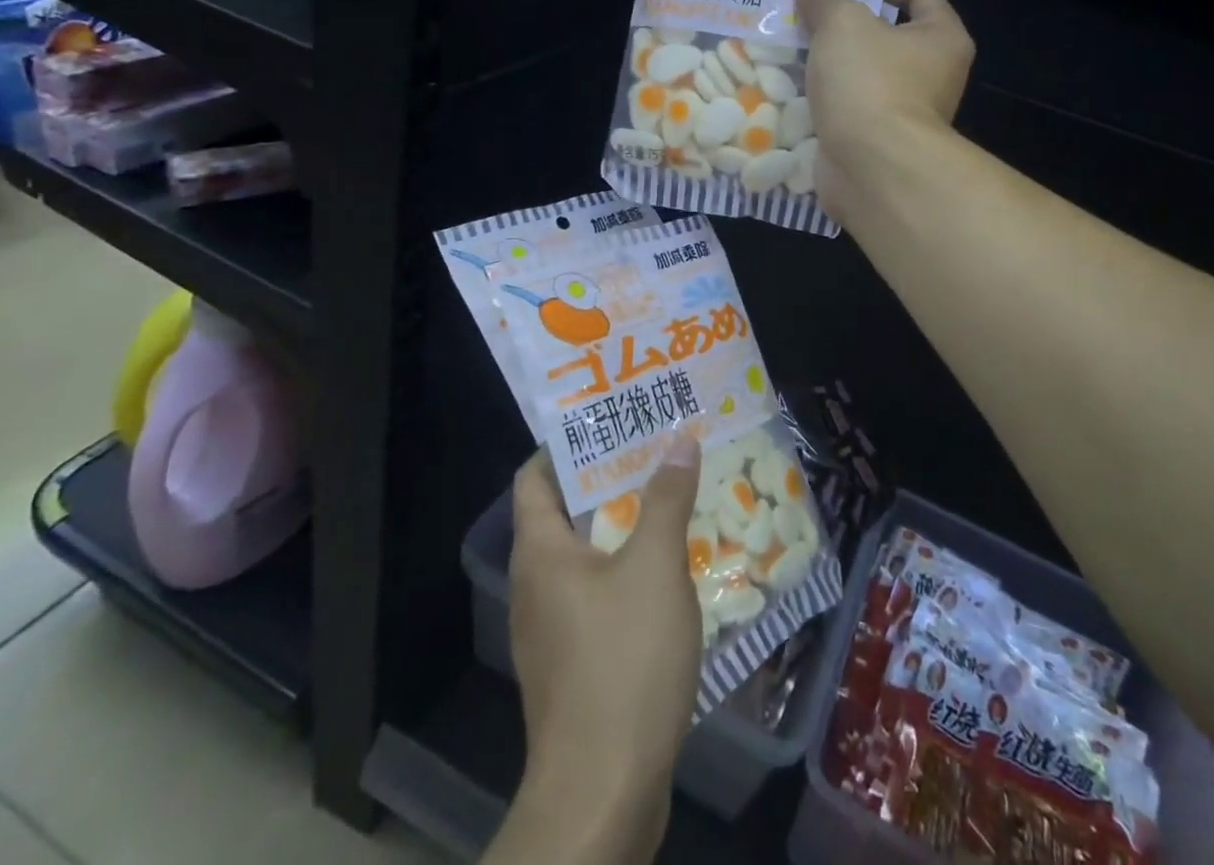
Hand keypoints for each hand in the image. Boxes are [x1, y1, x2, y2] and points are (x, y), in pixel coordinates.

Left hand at [506, 435, 702, 853]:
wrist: (603, 793)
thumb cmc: (623, 662)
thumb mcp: (655, 567)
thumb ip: (667, 498)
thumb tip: (679, 440)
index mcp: (540, 551)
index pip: (534, 475)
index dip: (567, 443)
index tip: (613, 418)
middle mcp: (535, 583)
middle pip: (564, 509)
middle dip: (608, 477)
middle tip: (656, 447)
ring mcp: (552, 627)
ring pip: (585, 553)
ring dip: (623, 523)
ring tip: (669, 494)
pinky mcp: (574, 662)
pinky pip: (596, 593)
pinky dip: (626, 568)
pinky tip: (669, 565)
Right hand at [793, 0, 974, 218]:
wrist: (872, 168)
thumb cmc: (870, 82)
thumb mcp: (843, 24)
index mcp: (942, 38)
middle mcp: (931, 73)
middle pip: (886, 32)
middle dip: (845, 18)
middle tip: (806, 3)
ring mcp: (902, 110)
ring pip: (862, 70)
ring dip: (829, 56)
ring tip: (789, 35)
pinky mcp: (874, 138)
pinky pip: (846, 103)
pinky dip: (823, 92)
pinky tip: (789, 78)